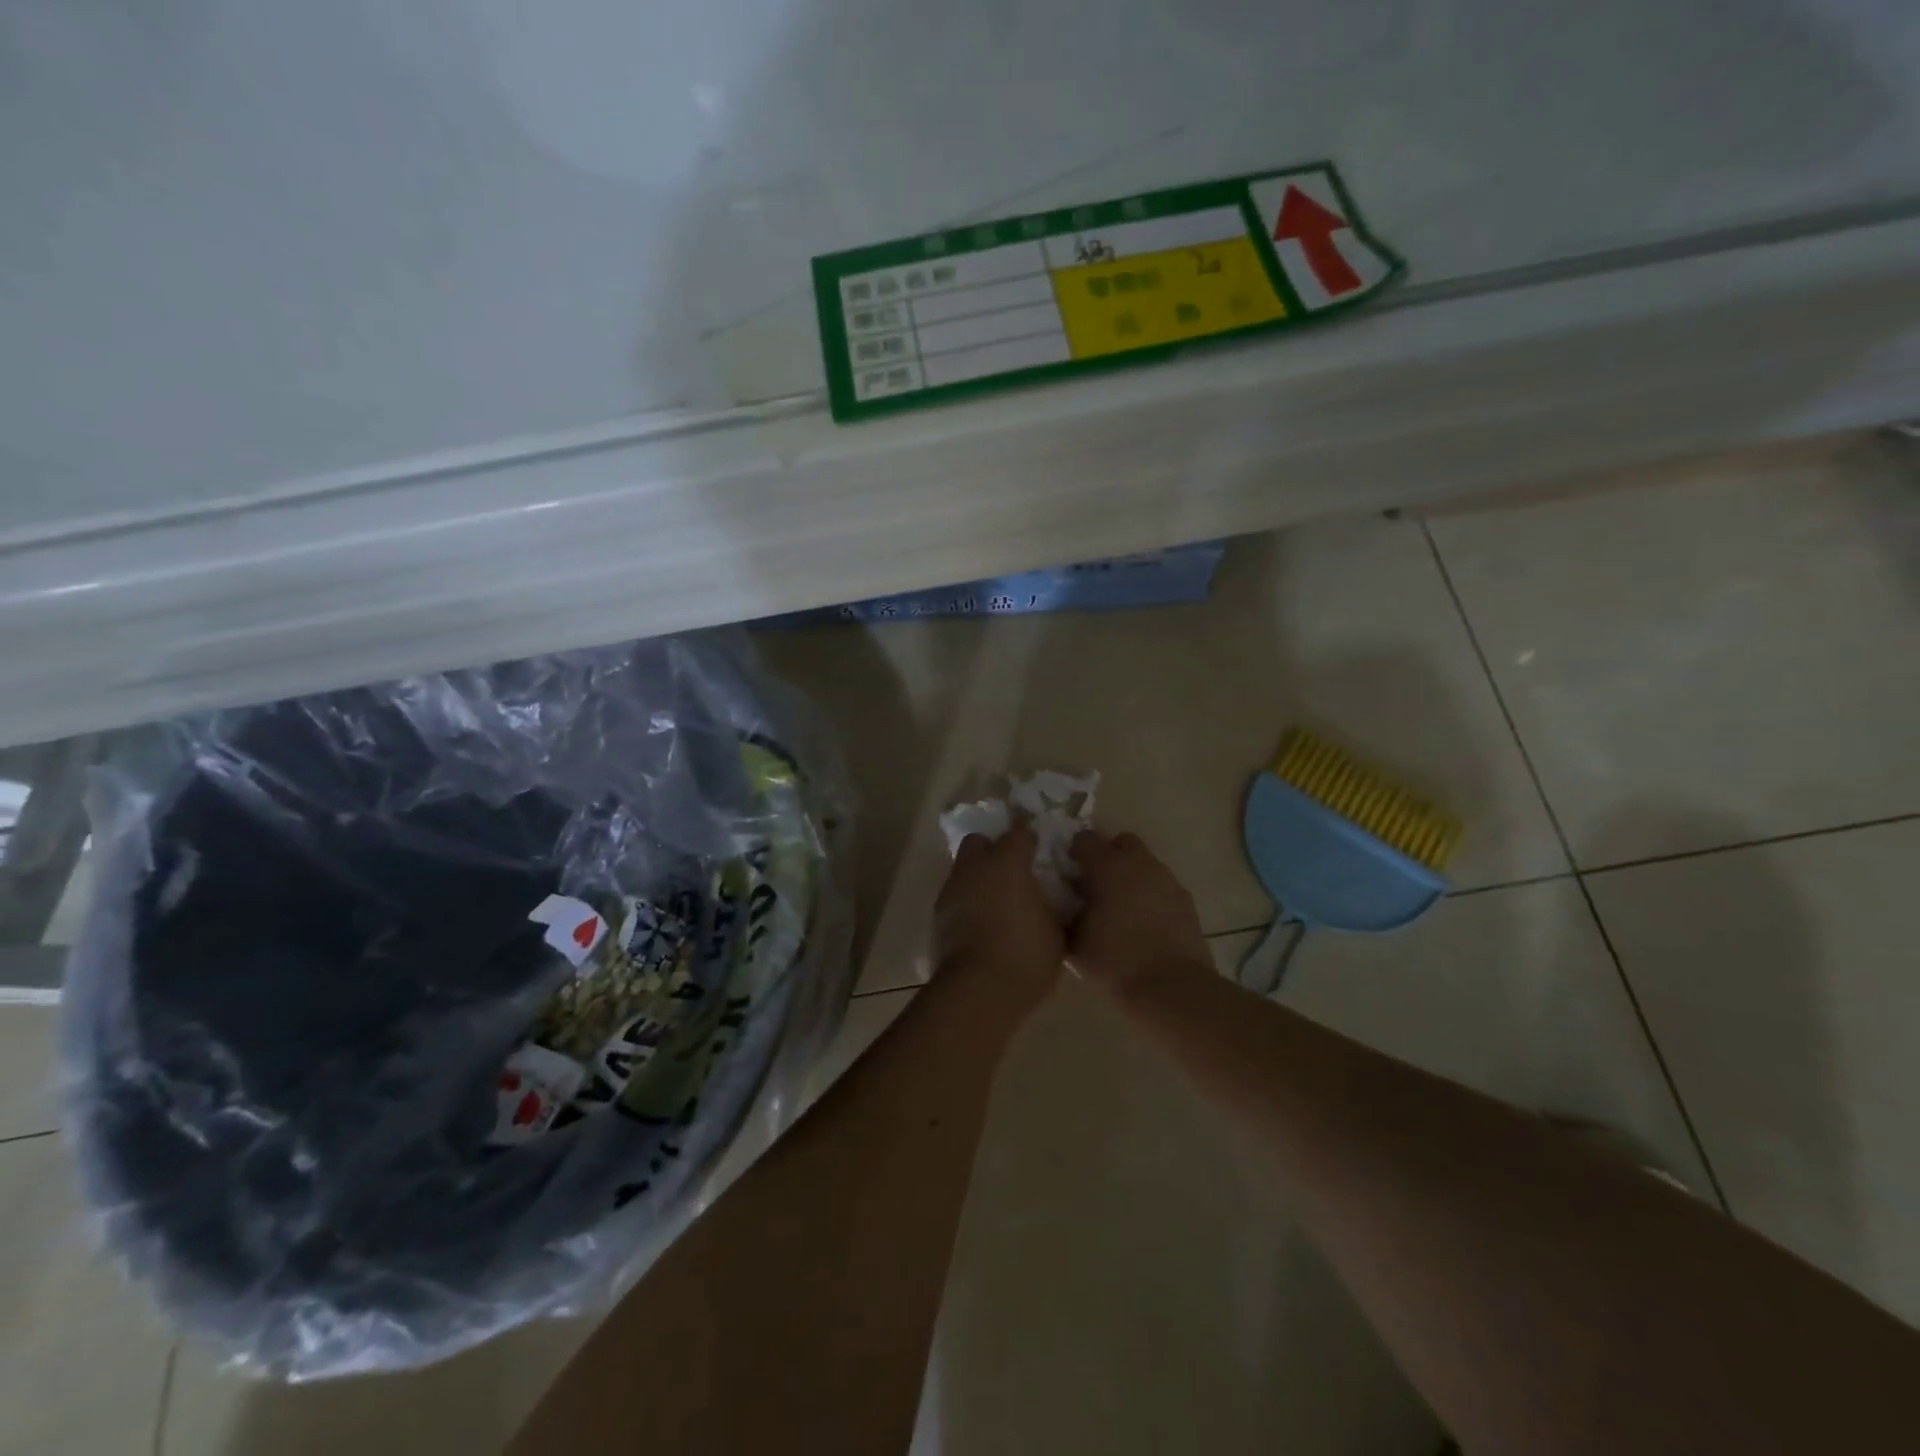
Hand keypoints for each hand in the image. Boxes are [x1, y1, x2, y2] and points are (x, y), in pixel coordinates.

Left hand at [933, 823, 1065, 1005]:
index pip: (1020, 831)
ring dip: (978, 877)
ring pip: (963, 868)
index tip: (1040, 849)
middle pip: (980, 841)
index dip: (1030, 837)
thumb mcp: (1056, 931)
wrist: (977, 991)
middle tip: (1012, 872)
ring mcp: (952, 890)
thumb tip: (1051, 897)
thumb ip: (1054, 905)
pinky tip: (981, 924)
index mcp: (1007, 863)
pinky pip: (955, 896)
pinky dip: (967, 902)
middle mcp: (975, 867)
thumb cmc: (1025, 956)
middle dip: (994, 849)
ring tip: (996, 902)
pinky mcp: (937, 915)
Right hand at [1067, 831, 1211, 993]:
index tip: (1069, 872)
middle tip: (1097, 884)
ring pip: (1145, 864)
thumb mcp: (1074, 942)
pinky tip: (1144, 923)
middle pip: (1122, 842)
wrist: (1171, 987)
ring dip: (1131, 876)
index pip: (1086, 839)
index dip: (1075, 852)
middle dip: (1109, 855)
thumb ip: (1066, 915)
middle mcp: (1139, 864)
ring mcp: (1166, 880)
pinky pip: (1161, 886)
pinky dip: (1150, 895)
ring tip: (1121, 907)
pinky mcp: (1185, 900)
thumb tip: (1065, 906)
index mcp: (1108, 867)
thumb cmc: (1115, 960)